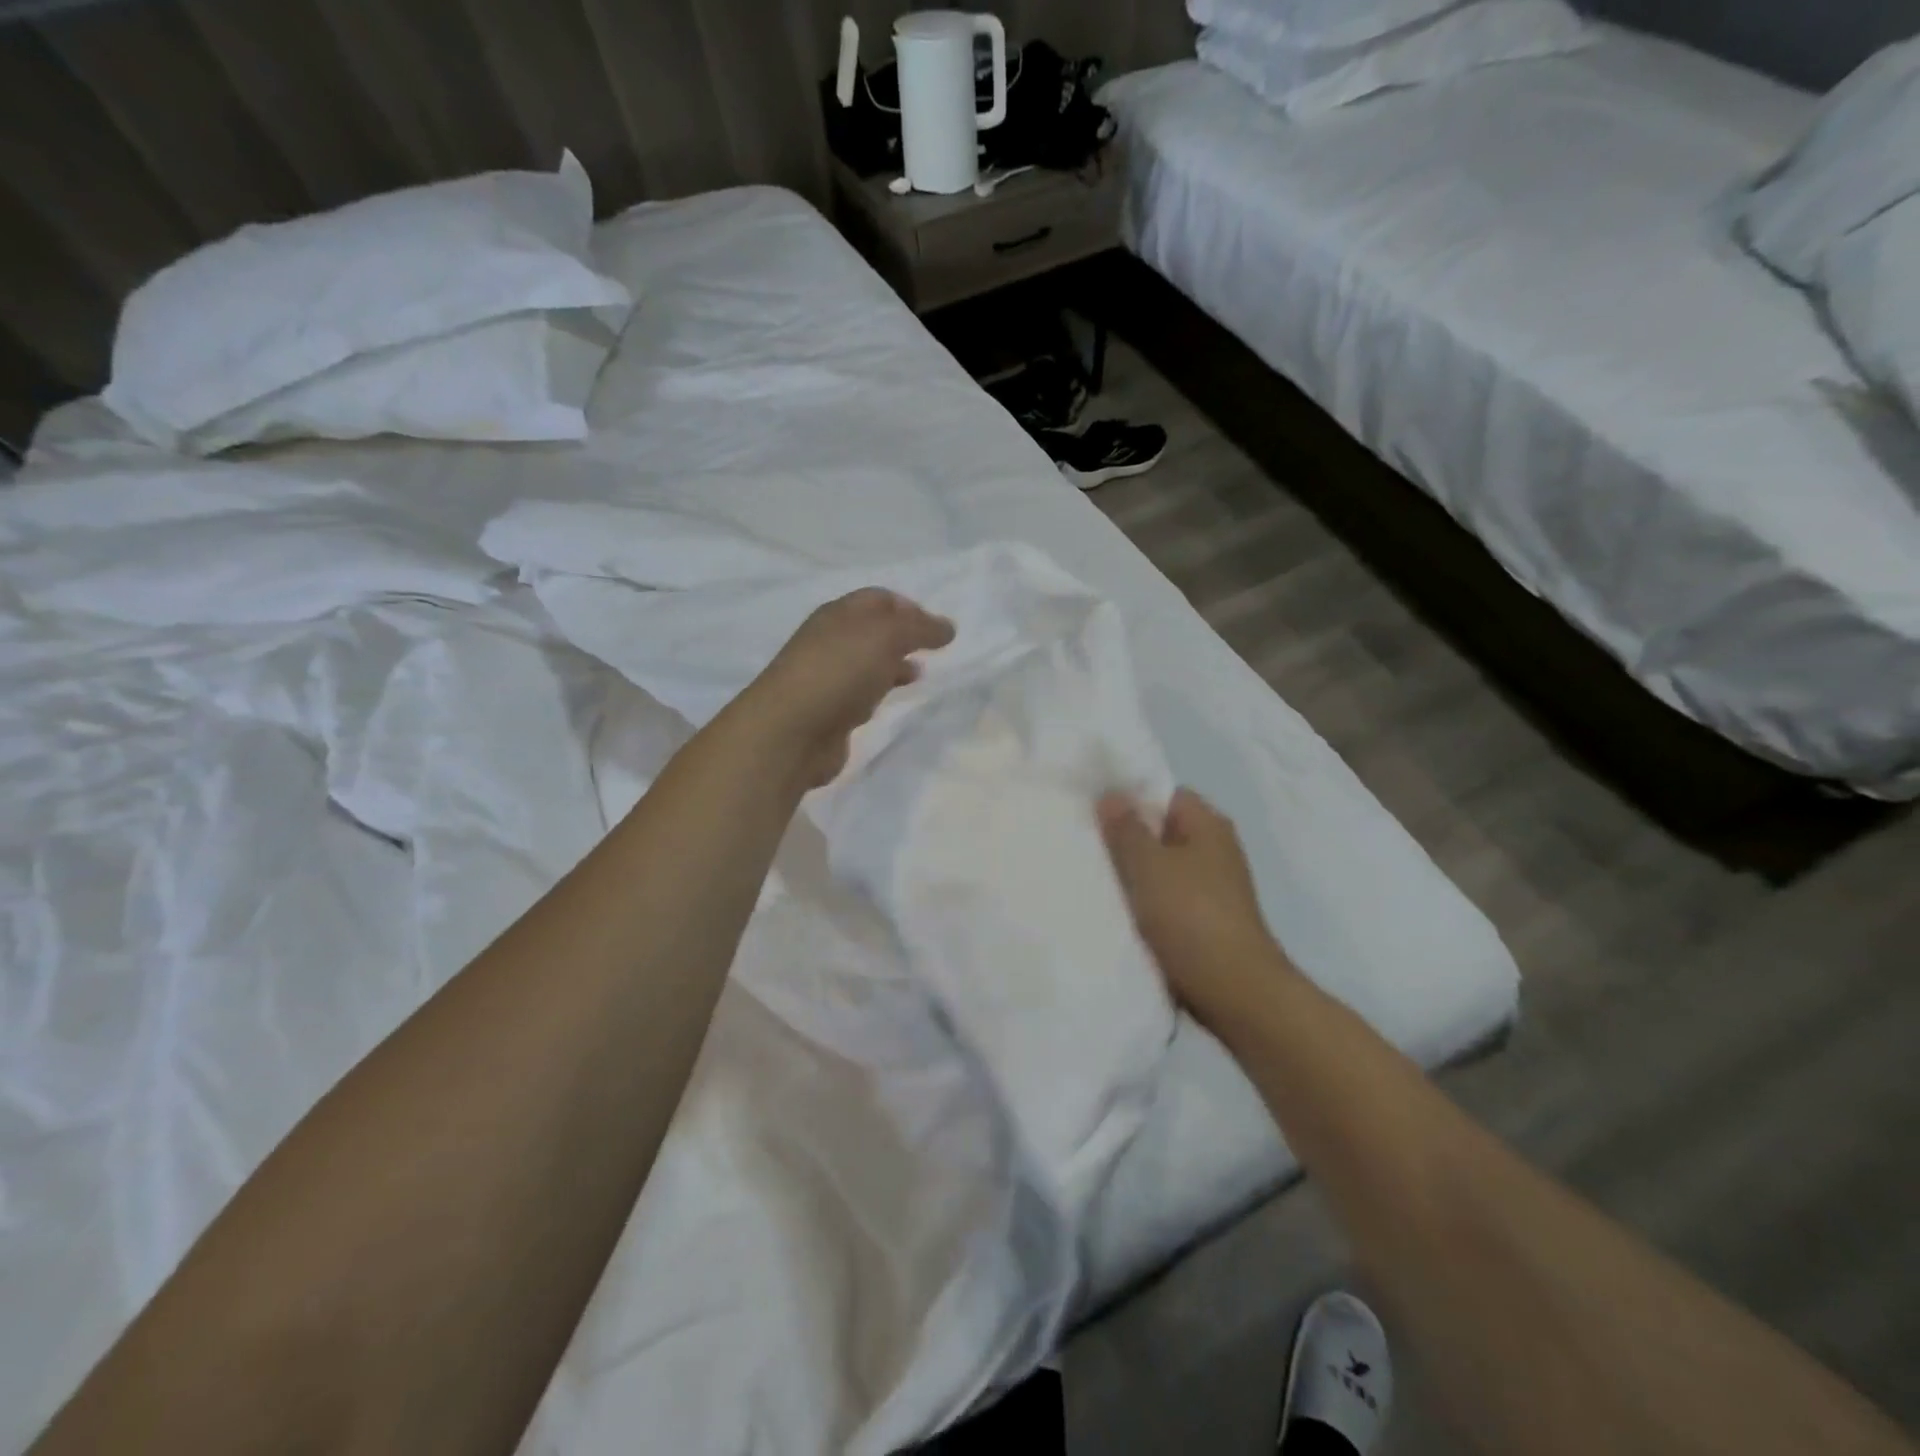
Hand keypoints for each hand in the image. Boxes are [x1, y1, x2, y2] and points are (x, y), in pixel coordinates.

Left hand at [741, 587, 955, 789]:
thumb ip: (920, 629)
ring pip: (867, 662)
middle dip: (903, 636)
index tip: (937, 627)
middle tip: (933, 650)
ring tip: (920, 674)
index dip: (909, 607)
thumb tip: (947, 627)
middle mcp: (830, 640)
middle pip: (872, 630)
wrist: (793, 730)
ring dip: (893, 664)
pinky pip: (861, 693)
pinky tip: (892, 700)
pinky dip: (880, 690)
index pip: (878, 599)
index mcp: (839, 614)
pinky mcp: (829, 711)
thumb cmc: (840, 671)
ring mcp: (827, 677)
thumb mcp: (886, 636)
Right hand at [1097, 788, 1293, 1027]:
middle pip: (1161, 830)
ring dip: (1133, 873)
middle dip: (1125, 837)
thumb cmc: (1190, 916)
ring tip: (1093, 875)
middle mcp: (1215, 849)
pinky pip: (1166, 897)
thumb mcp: (1148, 865)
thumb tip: (1111, 794)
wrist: (1234, 990)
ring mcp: (1213, 886)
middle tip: (1085, 841)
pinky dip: (1145, 901)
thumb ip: (1126, 828)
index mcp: (1208, 825)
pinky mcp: (1205, 919)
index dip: (1129, 797)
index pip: (1164, 793)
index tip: (1093, 809)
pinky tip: (1117, 909)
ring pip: (1161, 867)